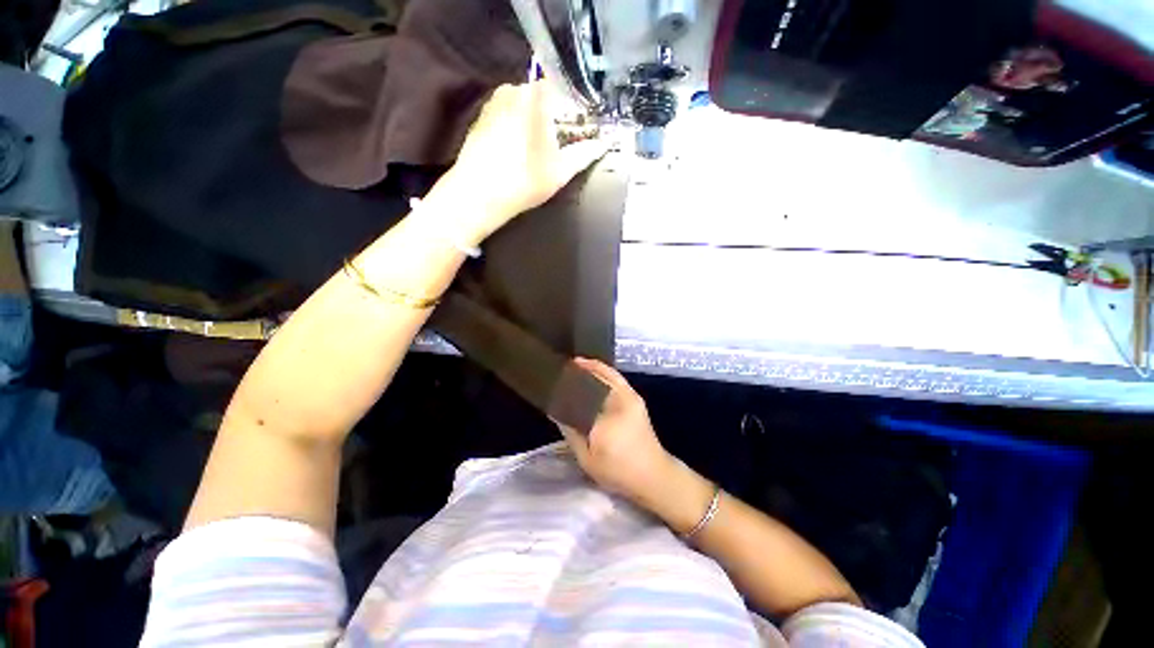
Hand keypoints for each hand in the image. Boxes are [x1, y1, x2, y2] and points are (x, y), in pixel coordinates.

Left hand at [423, 81, 609, 245]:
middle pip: (545, 99)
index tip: (582, 131)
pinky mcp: (481, 118)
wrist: (477, 195)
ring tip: (542, 152)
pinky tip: (520, 153)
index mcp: (536, 95)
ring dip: (538, 125)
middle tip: (564, 145)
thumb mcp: (561, 171)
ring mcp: (494, 102)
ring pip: (526, 108)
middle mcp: (514, 89)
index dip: (577, 112)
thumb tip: (603, 145)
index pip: (567, 91)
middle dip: (558, 119)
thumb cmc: (524, 180)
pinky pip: (509, 116)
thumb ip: (585, 153)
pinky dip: (519, 129)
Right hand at [556, 358, 676, 509]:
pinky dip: (604, 371)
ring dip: (591, 367)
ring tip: (574, 365)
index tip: (552, 380)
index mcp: (606, 416)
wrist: (653, 475)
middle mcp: (619, 400)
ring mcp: (630, 396)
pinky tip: (593, 372)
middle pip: (595, 376)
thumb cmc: (618, 471)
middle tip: (561, 369)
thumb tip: (555, 411)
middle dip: (578, 369)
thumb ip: (570, 432)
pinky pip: (616, 378)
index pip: (580, 392)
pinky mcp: (635, 398)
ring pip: (607, 373)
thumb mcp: (587, 458)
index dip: (565, 384)